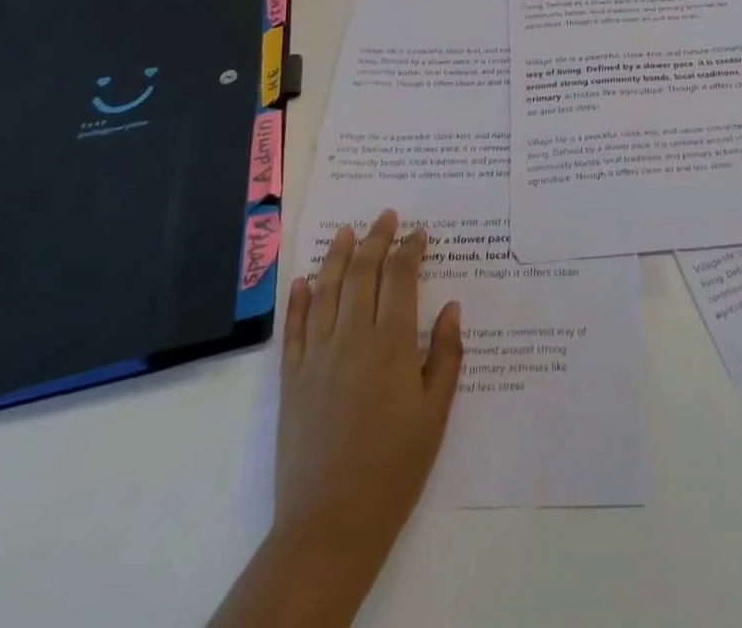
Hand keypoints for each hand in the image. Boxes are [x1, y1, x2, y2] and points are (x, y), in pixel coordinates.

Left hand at [210, 209, 462, 627]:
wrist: (330, 525)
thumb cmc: (394, 469)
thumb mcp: (435, 414)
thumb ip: (445, 355)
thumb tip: (450, 306)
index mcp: (391, 343)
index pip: (400, 277)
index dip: (410, 249)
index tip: (419, 233)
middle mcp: (351, 337)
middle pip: (362, 272)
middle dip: (376, 238)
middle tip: (386, 216)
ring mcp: (316, 356)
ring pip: (326, 290)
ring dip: (337, 255)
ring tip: (346, 230)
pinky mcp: (291, 379)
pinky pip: (293, 327)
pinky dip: (299, 299)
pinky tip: (305, 280)